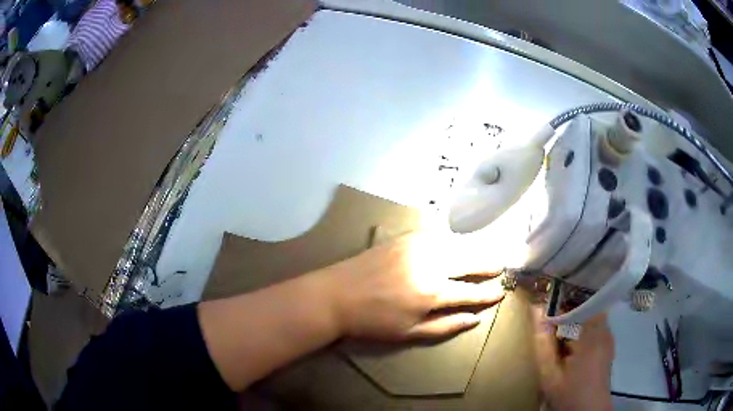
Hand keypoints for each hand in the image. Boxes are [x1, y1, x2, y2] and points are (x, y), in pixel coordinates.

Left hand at [321, 232, 505, 340]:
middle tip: (500, 266)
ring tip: (485, 254)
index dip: (488, 294)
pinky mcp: (405, 237)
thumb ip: (446, 326)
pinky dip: (452, 241)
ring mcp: (417, 246)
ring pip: (456, 244)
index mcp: (432, 292)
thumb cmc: (373, 321)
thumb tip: (476, 320)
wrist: (336, 295)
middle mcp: (430, 264)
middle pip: (469, 260)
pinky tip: (457, 244)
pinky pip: (437, 236)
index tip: (501, 292)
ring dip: (473, 249)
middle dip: (488, 264)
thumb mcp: (410, 333)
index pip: (470, 292)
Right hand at [533, 308, 614, 410]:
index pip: (581, 303)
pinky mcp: (608, 347)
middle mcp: (605, 332)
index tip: (547, 304)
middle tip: (550, 319)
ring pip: (592, 318)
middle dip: (569, 310)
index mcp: (593, 335)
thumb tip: (536, 311)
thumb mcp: (549, 374)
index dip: (564, 300)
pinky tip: (570, 346)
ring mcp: (608, 339)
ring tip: (558, 332)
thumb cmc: (569, 394)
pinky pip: (596, 328)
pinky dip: (582, 330)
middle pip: (587, 309)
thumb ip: (543, 344)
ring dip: (575, 321)